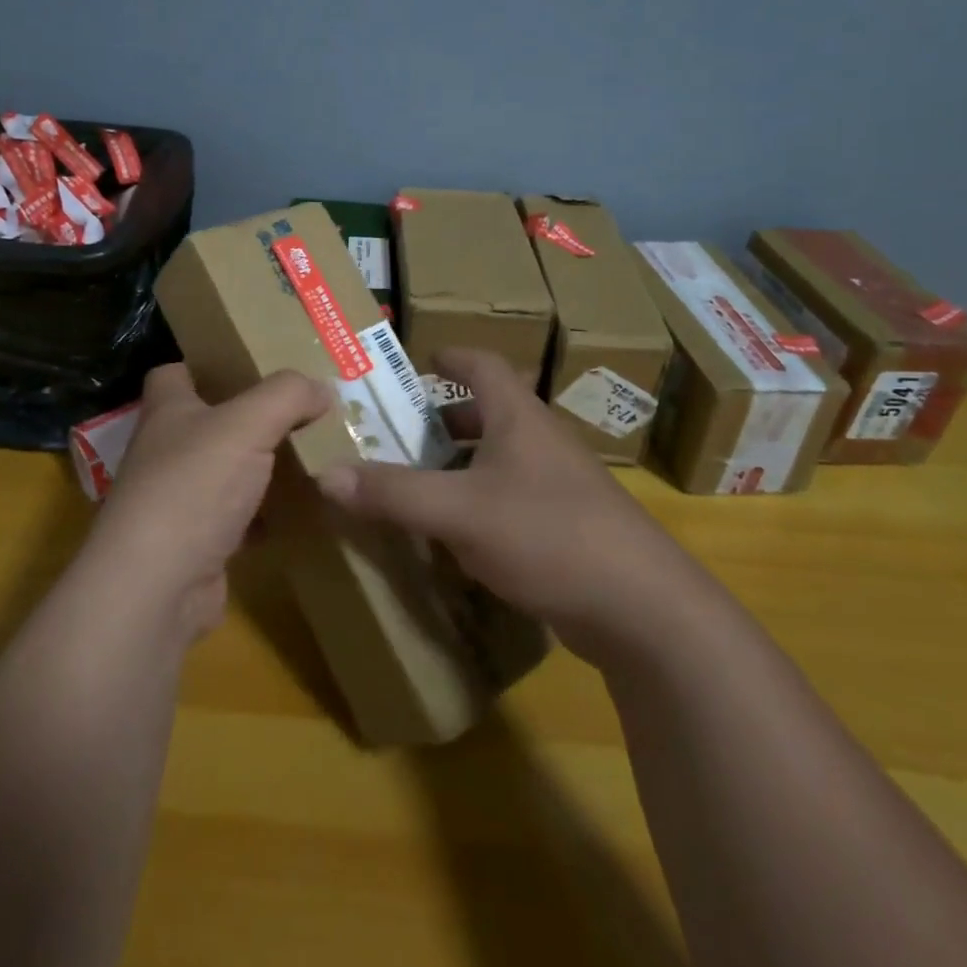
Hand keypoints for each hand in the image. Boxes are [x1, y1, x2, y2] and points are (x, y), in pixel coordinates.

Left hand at [85, 364, 331, 641]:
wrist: (157, 588)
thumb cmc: (193, 486)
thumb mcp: (248, 424)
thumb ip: (288, 395)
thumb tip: (321, 388)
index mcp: (168, 412)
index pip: (174, 374)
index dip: (208, 365)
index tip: (252, 366)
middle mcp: (166, 452)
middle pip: (208, 424)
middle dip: (251, 418)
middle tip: (303, 412)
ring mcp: (178, 501)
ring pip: (227, 473)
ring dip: (262, 468)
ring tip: (313, 456)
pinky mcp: (197, 545)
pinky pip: (239, 519)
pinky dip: (266, 516)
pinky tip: (300, 512)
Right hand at [315, 348, 685, 662]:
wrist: (642, 608)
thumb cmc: (547, 533)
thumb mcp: (459, 511)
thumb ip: (392, 493)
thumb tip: (325, 473)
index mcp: (519, 418)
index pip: (484, 365)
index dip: (452, 357)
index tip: (420, 361)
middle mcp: (542, 442)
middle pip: (490, 413)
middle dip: (446, 419)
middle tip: (402, 433)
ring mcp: (561, 485)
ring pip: (502, 459)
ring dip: (462, 464)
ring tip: (420, 482)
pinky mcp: (570, 527)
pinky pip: (514, 498)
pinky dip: (481, 502)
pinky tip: (458, 534)